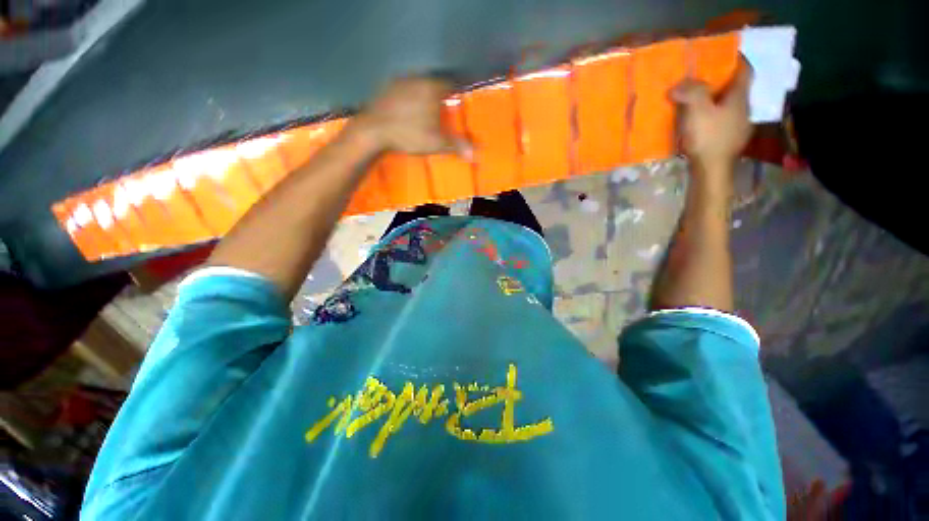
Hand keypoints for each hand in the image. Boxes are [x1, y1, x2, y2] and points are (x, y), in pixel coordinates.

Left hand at [349, 77, 469, 156]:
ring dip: (423, 95)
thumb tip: (475, 154)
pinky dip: (408, 98)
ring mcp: (399, 82)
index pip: (451, 84)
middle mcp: (417, 79)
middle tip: (442, 110)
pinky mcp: (385, 88)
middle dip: (440, 95)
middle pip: (434, 83)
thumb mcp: (436, 143)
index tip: (457, 102)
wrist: (373, 130)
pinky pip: (403, 89)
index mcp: (432, 88)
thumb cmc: (409, 134)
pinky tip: (406, 111)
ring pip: (418, 85)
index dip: (456, 93)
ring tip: (425, 111)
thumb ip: (456, 146)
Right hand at [671, 59, 752, 176]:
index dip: (738, 60)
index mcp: (739, 98)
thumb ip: (690, 92)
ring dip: (716, 101)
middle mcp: (743, 110)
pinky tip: (701, 123)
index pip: (745, 71)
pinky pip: (722, 122)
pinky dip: (713, 118)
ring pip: (729, 107)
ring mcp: (738, 128)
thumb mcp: (697, 110)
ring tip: (700, 101)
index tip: (728, 53)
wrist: (711, 171)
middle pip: (736, 90)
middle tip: (705, 78)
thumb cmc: (708, 137)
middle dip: (723, 82)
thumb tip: (678, 85)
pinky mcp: (728, 142)